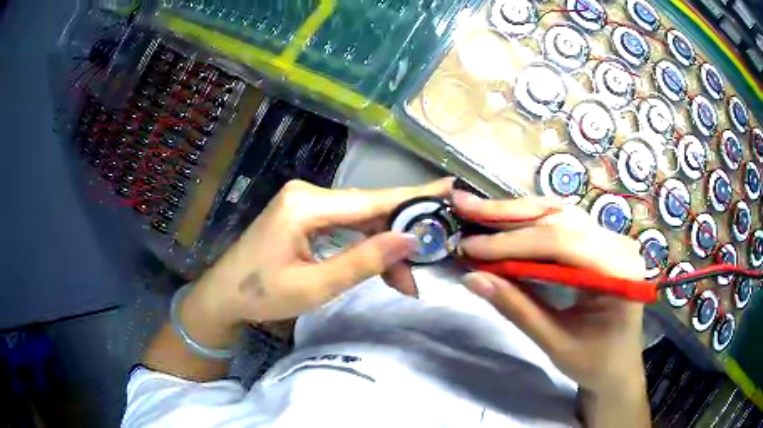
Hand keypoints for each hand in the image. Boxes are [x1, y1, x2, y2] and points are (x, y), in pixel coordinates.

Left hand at [187, 178, 453, 330]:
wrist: (224, 295)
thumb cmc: (262, 295)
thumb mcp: (315, 287)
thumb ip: (363, 262)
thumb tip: (410, 240)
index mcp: (305, 206)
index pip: (371, 200)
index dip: (414, 197)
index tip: (450, 190)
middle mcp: (308, 194)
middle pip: (368, 209)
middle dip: (400, 236)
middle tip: (427, 263)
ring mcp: (305, 202)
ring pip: (360, 219)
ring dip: (383, 246)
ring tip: (405, 279)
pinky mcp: (304, 214)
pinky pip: (345, 225)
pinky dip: (365, 246)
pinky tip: (382, 265)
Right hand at [453, 191, 646, 395]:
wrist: (617, 368)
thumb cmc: (594, 363)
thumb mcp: (555, 343)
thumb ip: (517, 309)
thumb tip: (472, 279)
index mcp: (619, 272)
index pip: (561, 243)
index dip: (513, 243)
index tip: (470, 248)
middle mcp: (618, 245)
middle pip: (560, 218)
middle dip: (509, 215)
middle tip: (465, 206)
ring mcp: (610, 240)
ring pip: (559, 215)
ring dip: (517, 214)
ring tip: (479, 212)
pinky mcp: (599, 244)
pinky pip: (562, 225)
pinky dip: (530, 224)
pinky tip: (505, 222)